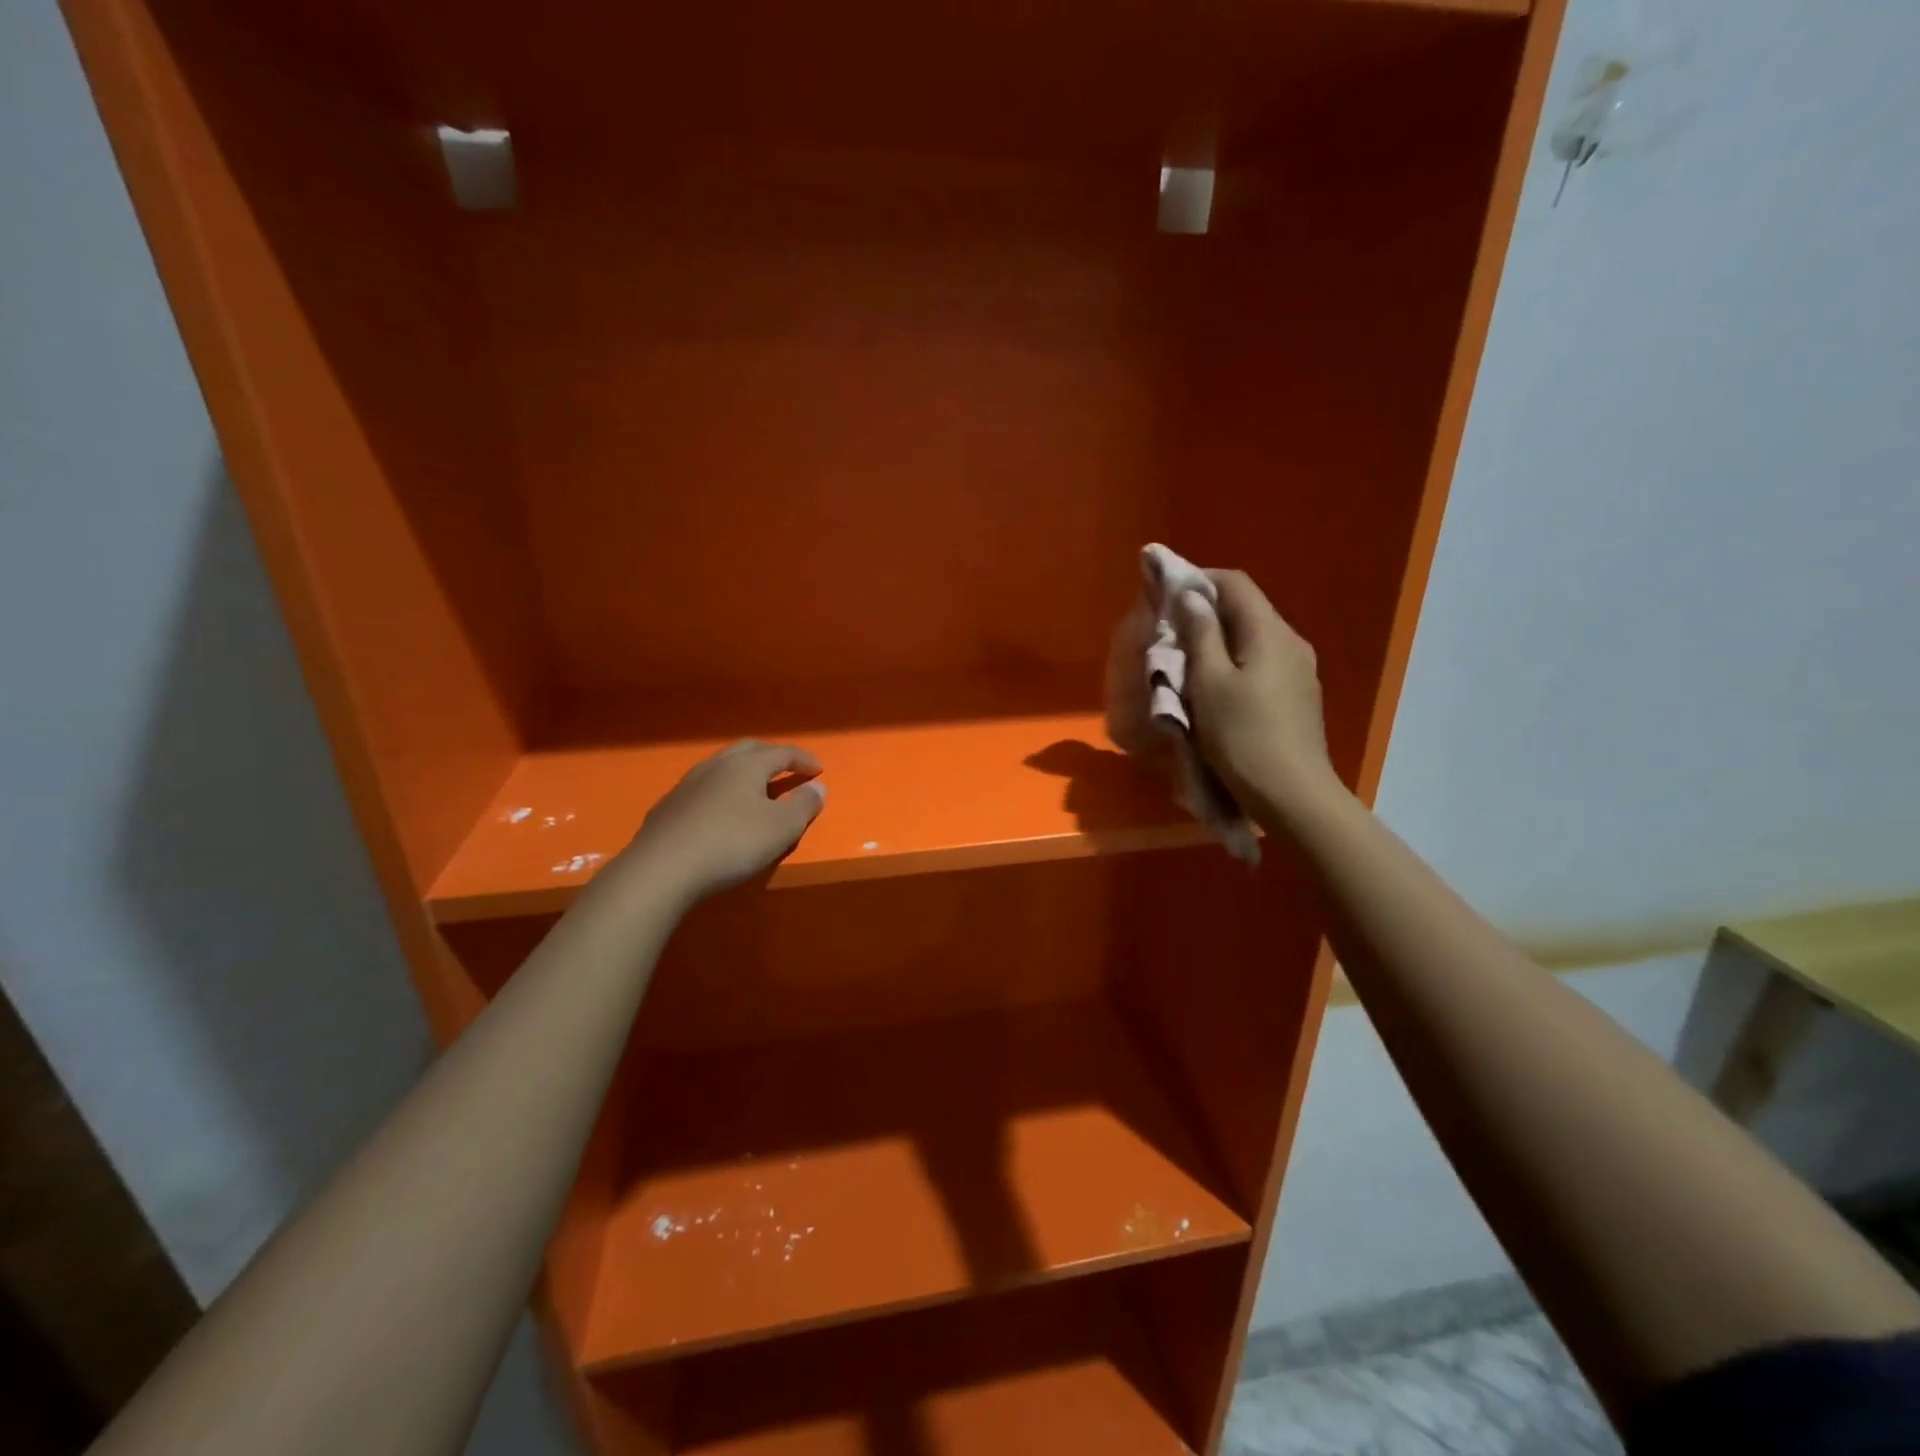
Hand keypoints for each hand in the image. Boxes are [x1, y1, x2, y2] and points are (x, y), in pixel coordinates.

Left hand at [617, 741, 826, 906]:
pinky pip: (703, 788)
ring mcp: (688, 784)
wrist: (662, 869)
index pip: (782, 752)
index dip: (803, 759)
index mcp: (747, 765)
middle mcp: (717, 765)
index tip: (818, 770)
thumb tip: (818, 787)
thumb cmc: (732, 843)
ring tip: (755, 789)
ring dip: (744, 772)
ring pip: (722, 766)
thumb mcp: (782, 828)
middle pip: (749, 750)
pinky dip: (721, 791)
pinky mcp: (668, 806)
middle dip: (772, 756)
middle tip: (788, 769)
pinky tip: (720, 811)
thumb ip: (804, 805)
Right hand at [1173, 570, 1342, 822]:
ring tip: (1185, 660)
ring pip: (1253, 638)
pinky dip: (1234, 662)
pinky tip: (1214, 687)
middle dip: (1205, 611)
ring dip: (1218, 639)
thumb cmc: (1243, 737)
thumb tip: (1191, 596)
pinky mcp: (1298, 697)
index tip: (1165, 593)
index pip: (1235, 583)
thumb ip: (1200, 635)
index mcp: (1270, 633)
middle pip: (1246, 609)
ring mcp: (1299, 671)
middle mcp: (1291, 642)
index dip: (1199, 579)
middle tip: (1168, 629)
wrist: (1293, 796)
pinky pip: (1261, 663)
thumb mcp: (1209, 684)